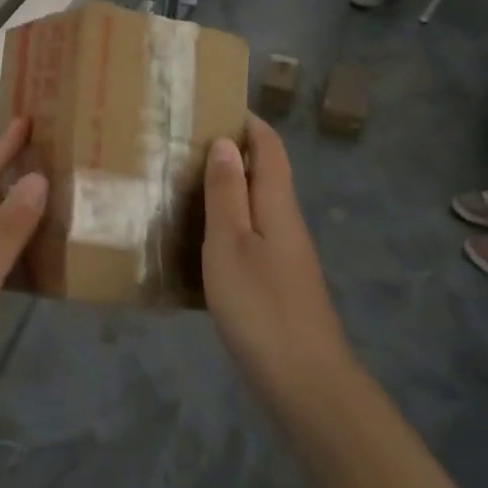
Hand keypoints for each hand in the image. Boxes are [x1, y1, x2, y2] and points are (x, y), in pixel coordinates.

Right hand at [201, 117, 355, 426]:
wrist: (306, 382)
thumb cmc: (261, 305)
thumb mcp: (231, 244)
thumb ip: (227, 192)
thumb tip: (226, 141)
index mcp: (278, 205)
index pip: (270, 148)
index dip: (248, 122)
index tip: (214, 105)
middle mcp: (287, 223)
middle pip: (264, 174)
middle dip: (231, 152)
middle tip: (183, 144)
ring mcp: (285, 256)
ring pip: (255, 207)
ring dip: (226, 189)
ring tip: (182, 184)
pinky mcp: (278, 283)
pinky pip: (251, 236)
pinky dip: (226, 224)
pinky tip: (199, 240)